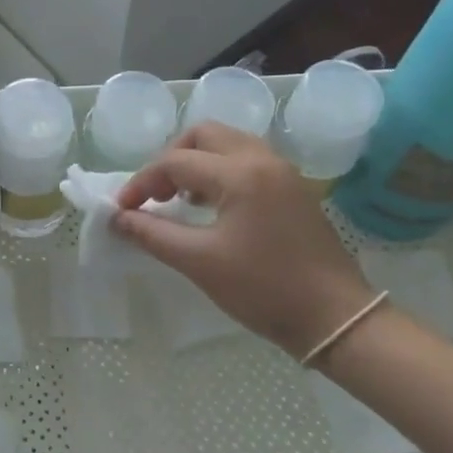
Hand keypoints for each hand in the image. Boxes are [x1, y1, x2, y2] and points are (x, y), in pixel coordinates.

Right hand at [114, 123, 375, 351]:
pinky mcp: (294, 188)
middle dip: (170, 158)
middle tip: (156, 194)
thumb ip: (152, 234)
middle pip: (203, 134)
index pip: (175, 162)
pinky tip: (212, 204)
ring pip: (228, 143)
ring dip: (196, 161)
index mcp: (240, 173)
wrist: (335, 318)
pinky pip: (247, 159)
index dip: (142, 183)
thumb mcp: (199, 262)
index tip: (122, 209)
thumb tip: (117, 218)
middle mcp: (262, 160)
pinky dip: (221, 170)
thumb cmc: (263, 289)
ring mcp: (283, 172)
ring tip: (180, 198)